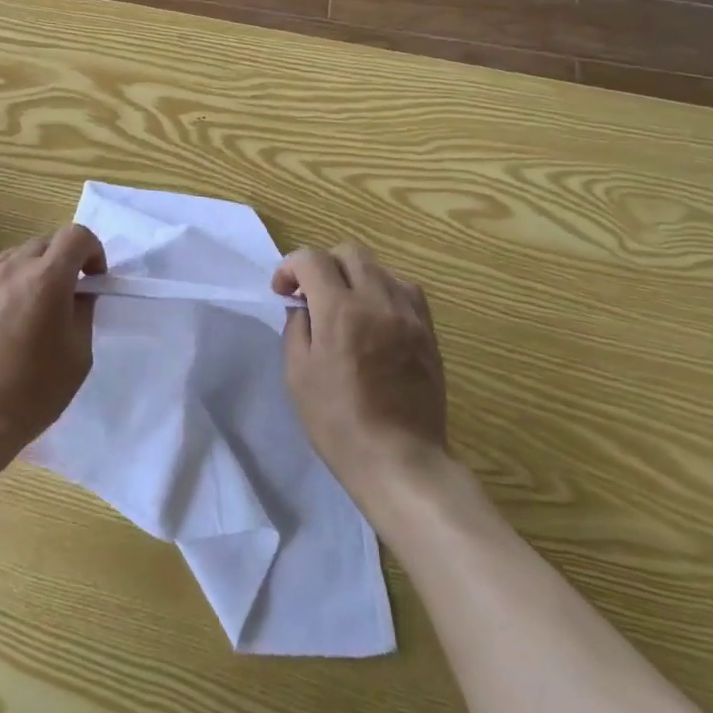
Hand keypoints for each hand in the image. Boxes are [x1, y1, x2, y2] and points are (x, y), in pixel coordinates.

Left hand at [0, 225, 106, 461]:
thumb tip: (78, 292)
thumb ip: (83, 312)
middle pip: (44, 244)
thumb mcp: (78, 356)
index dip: (92, 250)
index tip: (92, 279)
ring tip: (24, 310)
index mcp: (47, 279)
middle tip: (62, 298)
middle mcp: (11, 267)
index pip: (76, 235)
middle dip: (60, 263)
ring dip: (27, 272)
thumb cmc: (31, 393)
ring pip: (11, 257)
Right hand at [274, 244, 446, 508]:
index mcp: (339, 310)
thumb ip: (297, 328)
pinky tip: (376, 317)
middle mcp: (377, 300)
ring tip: (346, 306)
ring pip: (380, 267)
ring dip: (355, 277)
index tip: (284, 292)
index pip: (311, 259)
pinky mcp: (428, 331)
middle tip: (312, 295)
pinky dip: (384, 291)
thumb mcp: (297, 374)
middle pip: (349, 252)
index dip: (290, 267)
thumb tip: (304, 306)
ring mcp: (408, 314)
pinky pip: (406, 290)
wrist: (400, 460)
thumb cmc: (338, 421)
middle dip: (323, 265)